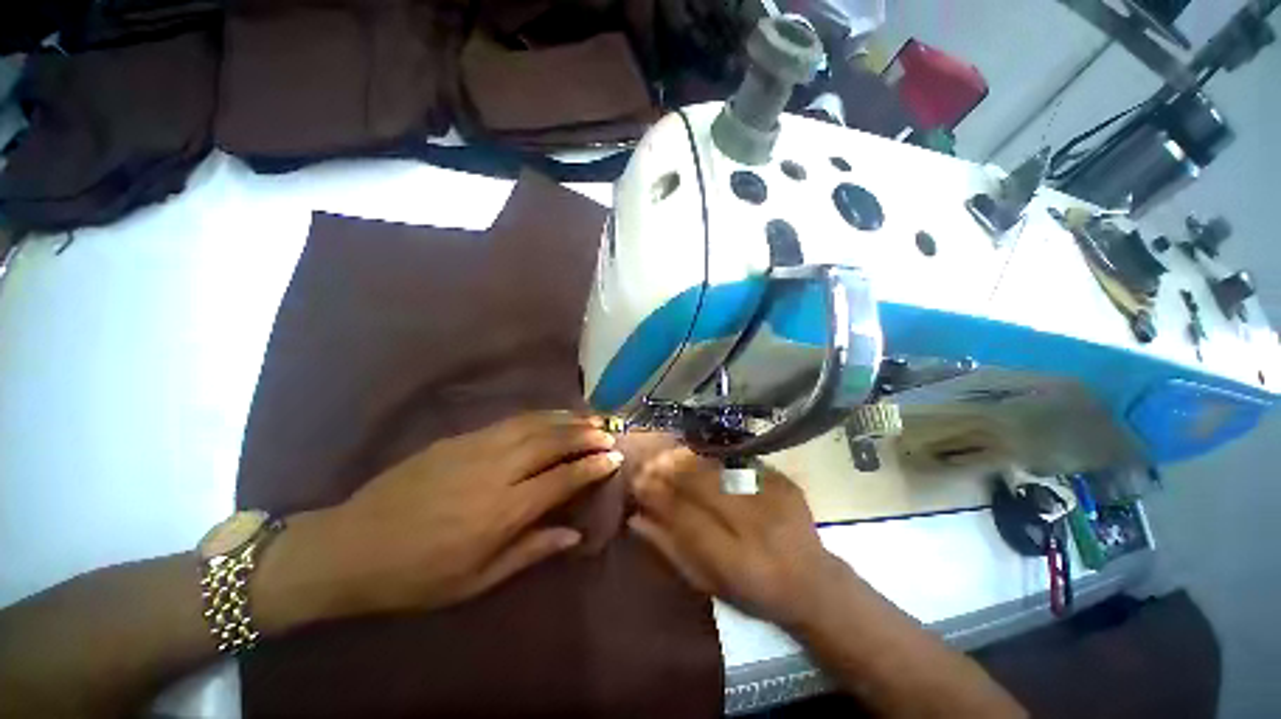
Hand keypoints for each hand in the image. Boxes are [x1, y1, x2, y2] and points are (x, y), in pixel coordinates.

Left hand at [259, 412, 620, 627]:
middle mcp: (496, 472)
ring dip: (567, 420)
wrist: (350, 546)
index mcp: (502, 512)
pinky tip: (552, 416)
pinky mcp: (460, 438)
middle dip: (586, 435)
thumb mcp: (476, 582)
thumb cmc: (416, 576)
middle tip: (608, 431)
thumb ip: (530, 552)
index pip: (562, 480)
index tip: (614, 458)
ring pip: (534, 425)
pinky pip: (511, 421)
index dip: (592, 467)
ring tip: (590, 418)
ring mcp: (476, 449)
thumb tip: (574, 534)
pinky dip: (539, 416)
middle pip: (552, 443)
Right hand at [627, 448, 845, 629]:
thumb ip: (671, 550)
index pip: (687, 521)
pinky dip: (714, 457)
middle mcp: (759, 528)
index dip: (659, 498)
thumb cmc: (755, 591)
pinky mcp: (785, 482)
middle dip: (672, 471)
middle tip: (649, 461)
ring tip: (667, 454)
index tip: (637, 481)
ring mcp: (775, 500)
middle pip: (705, 487)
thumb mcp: (709, 584)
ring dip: (689, 460)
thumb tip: (636, 518)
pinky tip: (698, 453)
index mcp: (738, 563)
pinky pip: (740, 463)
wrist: (814, 582)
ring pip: (720, 471)